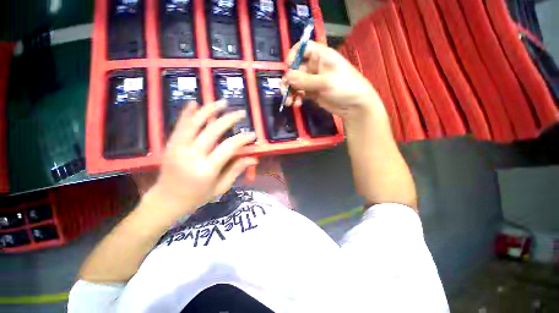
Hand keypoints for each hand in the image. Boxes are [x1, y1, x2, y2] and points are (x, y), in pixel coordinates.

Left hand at [145, 100, 257, 219]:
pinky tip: (195, 103)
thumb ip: (236, 170)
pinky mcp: (170, 144)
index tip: (252, 134)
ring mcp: (178, 148)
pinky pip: (180, 125)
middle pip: (213, 130)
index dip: (242, 139)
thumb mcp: (220, 187)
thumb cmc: (196, 197)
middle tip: (241, 113)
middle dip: (229, 119)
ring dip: (210, 109)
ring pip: (195, 122)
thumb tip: (253, 158)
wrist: (165, 200)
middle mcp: (191, 155)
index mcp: (206, 169)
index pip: (228, 148)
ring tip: (223, 102)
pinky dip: (187, 113)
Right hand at [282, 41, 382, 120]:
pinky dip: (296, 98)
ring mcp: (313, 80)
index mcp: (321, 56)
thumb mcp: (326, 82)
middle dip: (288, 81)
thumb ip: (305, 80)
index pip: (303, 48)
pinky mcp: (313, 92)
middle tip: (284, 92)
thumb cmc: (345, 87)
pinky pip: (300, 93)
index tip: (287, 68)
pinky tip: (297, 104)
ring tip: (289, 102)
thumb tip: (287, 77)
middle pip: (295, 68)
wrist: (355, 106)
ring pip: (296, 83)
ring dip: (291, 92)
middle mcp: (315, 66)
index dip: (293, 55)